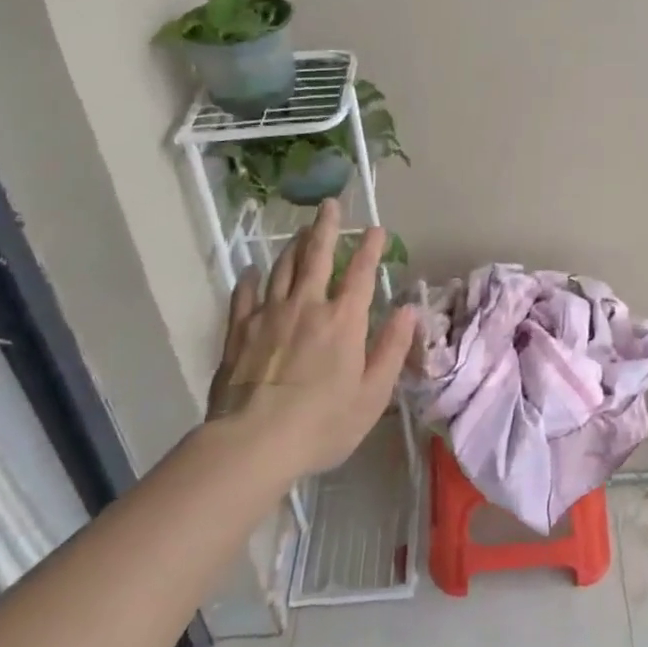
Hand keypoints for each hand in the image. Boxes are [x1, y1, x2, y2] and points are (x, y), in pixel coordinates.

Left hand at [209, 199, 415, 477]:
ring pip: (282, 268)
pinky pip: (245, 295)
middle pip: (316, 256)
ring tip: (300, 230)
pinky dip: (250, 279)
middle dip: (326, 228)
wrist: (253, 443)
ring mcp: (269, 315)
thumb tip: (409, 310)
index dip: (370, 247)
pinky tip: (251, 271)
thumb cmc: (322, 424)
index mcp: (343, 320)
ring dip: (293, 246)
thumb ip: (392, 348)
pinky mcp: (238, 331)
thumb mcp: (372, 394)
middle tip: (329, 204)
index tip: (376, 228)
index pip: (360, 273)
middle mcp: (307, 306)